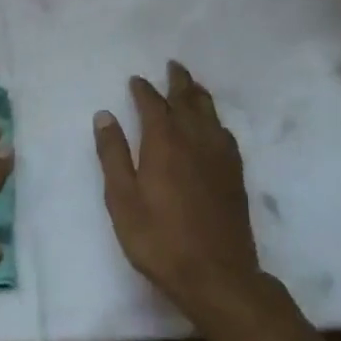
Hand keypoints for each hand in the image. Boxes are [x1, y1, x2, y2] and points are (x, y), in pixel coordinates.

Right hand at [93, 62, 290, 323]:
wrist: (216, 275)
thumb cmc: (158, 238)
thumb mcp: (122, 198)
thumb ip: (113, 155)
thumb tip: (105, 116)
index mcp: (165, 143)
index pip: (154, 105)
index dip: (144, 90)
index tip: (135, 80)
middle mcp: (196, 141)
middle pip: (188, 101)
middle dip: (178, 82)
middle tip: (172, 65)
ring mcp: (220, 158)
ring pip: (211, 114)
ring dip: (199, 95)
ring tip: (192, 85)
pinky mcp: (235, 175)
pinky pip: (224, 133)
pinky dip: (215, 119)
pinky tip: (213, 126)